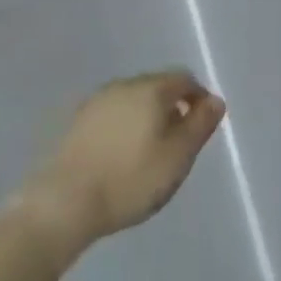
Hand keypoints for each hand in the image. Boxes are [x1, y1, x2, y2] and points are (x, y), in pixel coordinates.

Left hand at [21, 71, 226, 258]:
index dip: (199, 98)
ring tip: (151, 152)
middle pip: (157, 86)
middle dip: (172, 107)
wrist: (65, 201)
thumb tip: (215, 100)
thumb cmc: (130, 179)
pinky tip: (122, 155)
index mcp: (150, 89)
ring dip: (147, 117)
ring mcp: (96, 101)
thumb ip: (199, 125)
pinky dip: (124, 127)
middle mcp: (123, 85)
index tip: (203, 125)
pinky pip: (112, 115)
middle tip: (179, 142)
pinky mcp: (77, 121)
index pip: (184, 79)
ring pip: (132, 100)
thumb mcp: (177, 157)